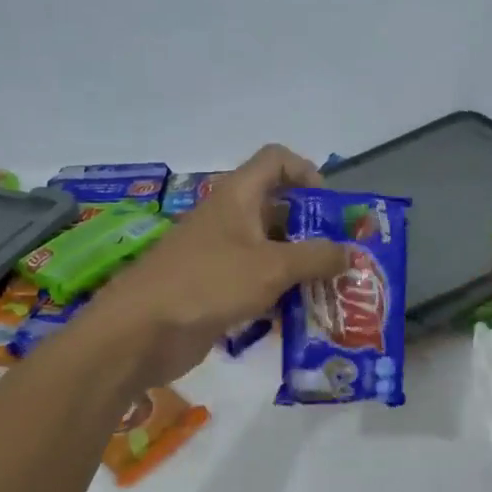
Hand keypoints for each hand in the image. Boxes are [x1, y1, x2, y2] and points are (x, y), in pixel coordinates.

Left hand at [87, 145, 347, 386]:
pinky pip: (256, 283)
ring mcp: (220, 255)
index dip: (306, 172)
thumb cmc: (208, 283)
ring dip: (300, 267)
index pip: (276, 160)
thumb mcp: (272, 267)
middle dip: (313, 230)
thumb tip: (351, 253)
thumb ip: (317, 257)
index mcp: (238, 196)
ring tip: (333, 291)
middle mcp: (229, 218)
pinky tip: (301, 317)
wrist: (140, 331)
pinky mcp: (215, 289)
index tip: (329, 207)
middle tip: (343, 258)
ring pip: (270, 250)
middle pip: (279, 209)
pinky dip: (279, 294)